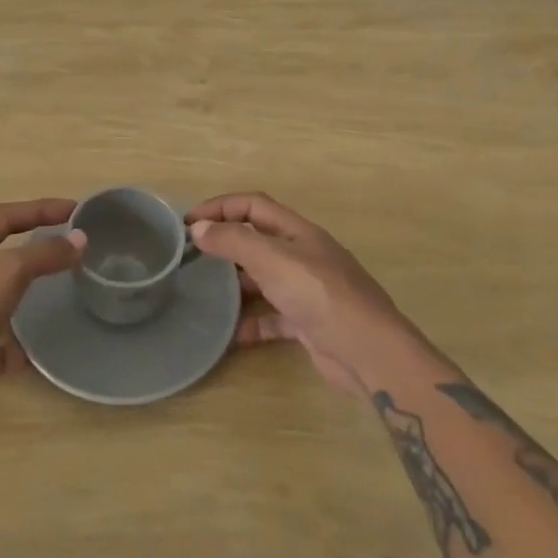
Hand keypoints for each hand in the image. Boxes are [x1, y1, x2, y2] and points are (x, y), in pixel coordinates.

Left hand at [0, 198, 84, 438]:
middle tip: (67, 249)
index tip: (75, 210)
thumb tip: (79, 239)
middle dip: (32, 251)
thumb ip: (44, 254)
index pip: (4, 217)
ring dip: (22, 299)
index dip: (40, 209)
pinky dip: (11, 348)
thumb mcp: (6, 274)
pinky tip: (29, 355)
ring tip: (54, 298)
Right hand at [188, 192, 418, 396]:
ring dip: (237, 284)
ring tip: (205, 293)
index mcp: (298, 232)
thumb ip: (234, 241)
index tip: (188, 222)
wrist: (369, 352)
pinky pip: (273, 318)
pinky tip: (232, 336)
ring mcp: (308, 290)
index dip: (220, 207)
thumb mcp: (273, 259)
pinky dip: (252, 323)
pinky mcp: (309, 323)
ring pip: (264, 278)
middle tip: (192, 257)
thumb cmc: (320, 294)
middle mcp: (303, 255)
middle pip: (258, 240)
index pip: (253, 205)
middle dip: (226, 243)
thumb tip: (199, 228)